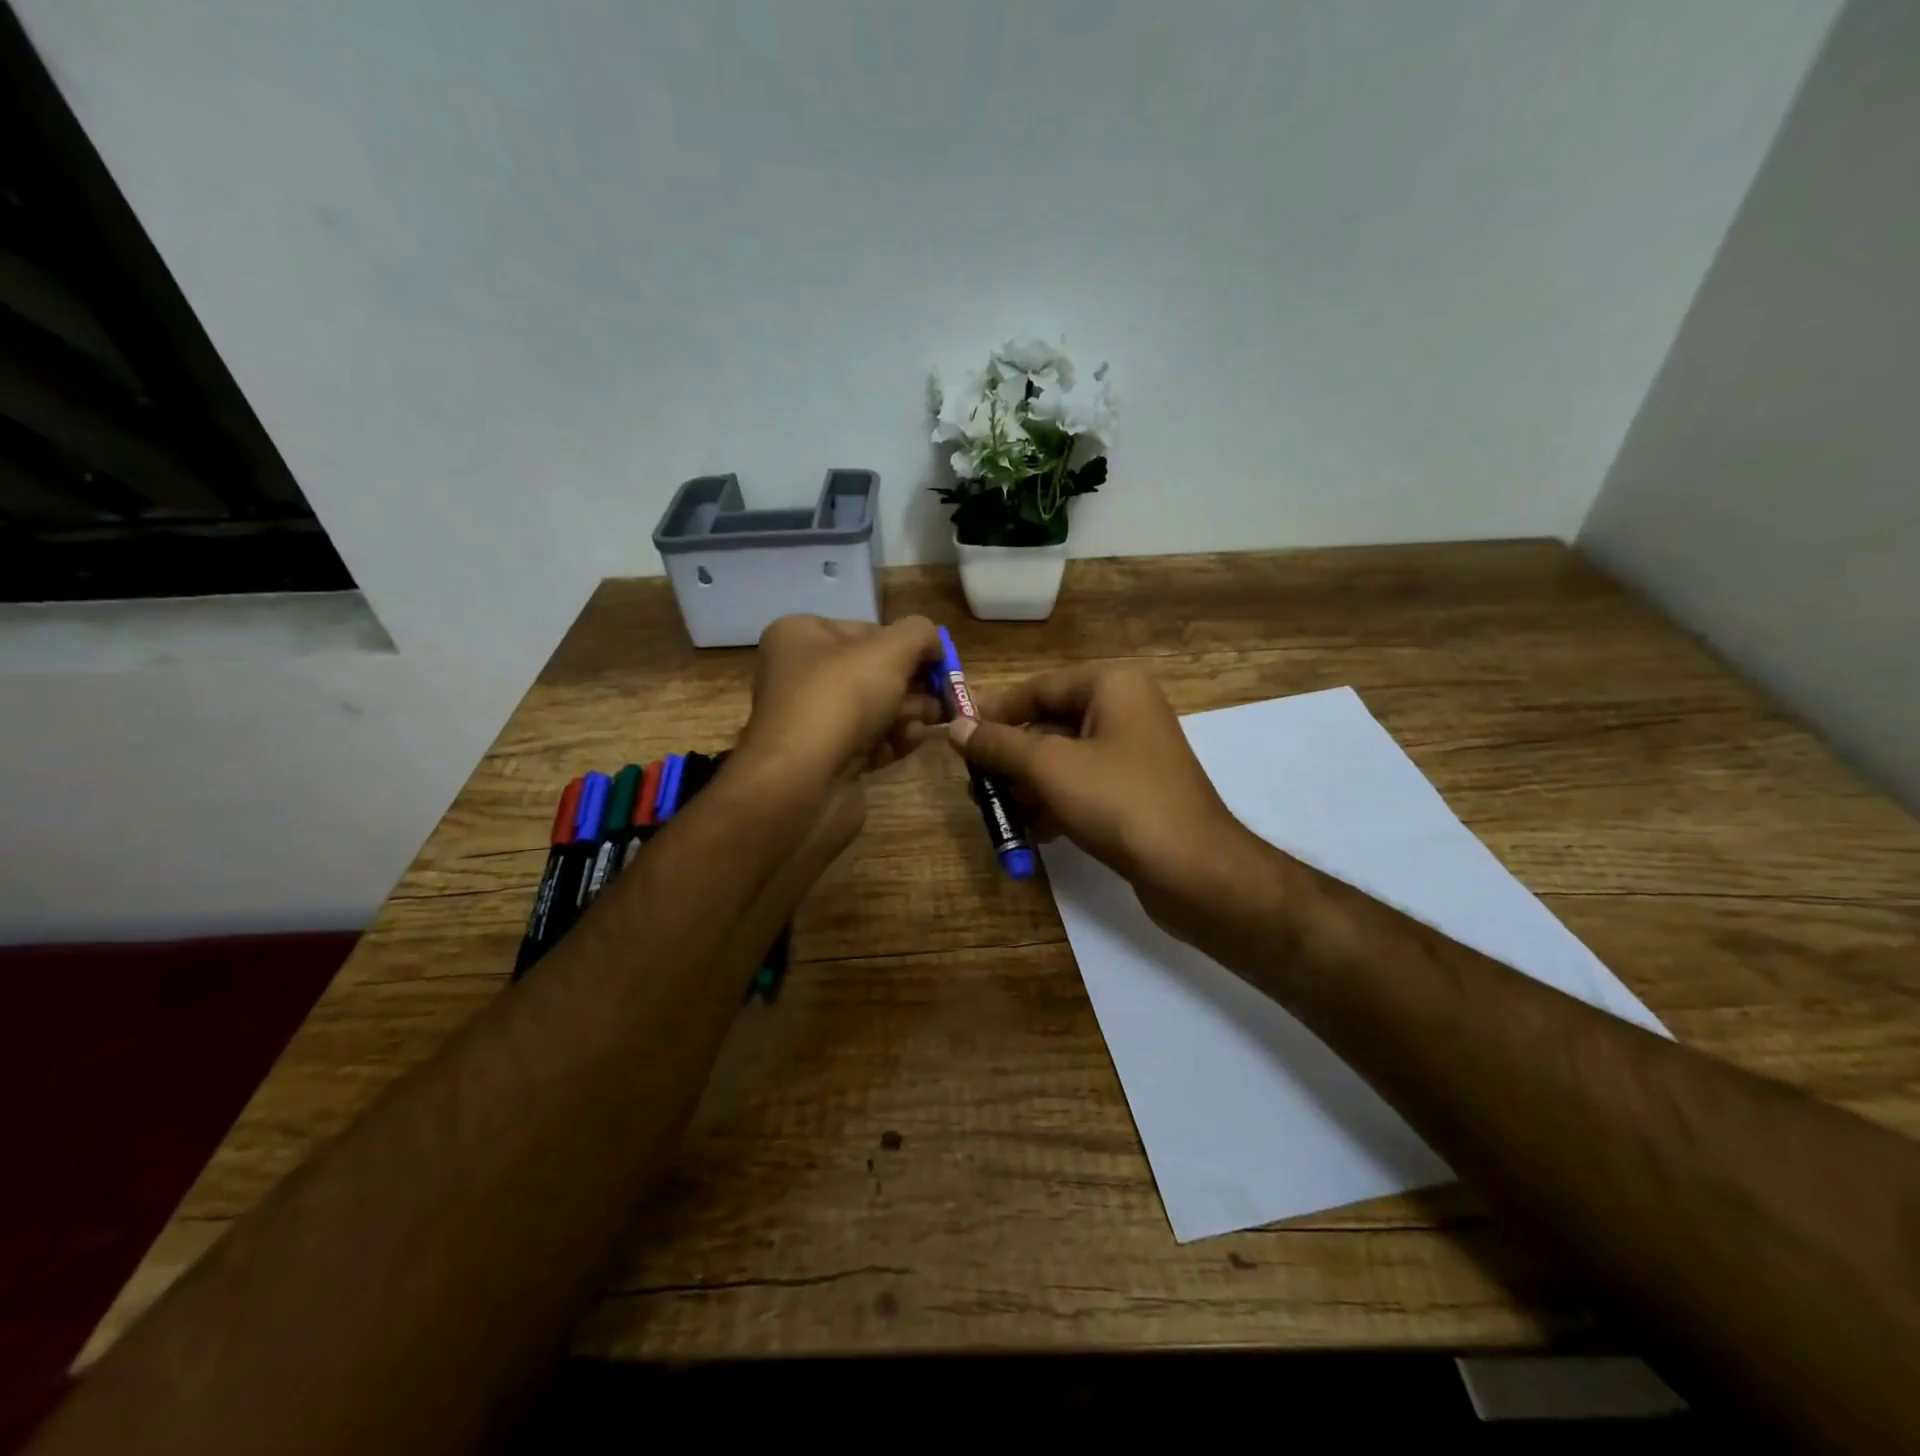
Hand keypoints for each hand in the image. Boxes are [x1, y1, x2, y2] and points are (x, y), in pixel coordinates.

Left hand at [736, 614, 944, 788]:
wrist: (802, 783)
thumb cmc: (842, 698)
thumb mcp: (890, 650)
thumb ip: (920, 635)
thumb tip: (935, 643)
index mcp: (801, 637)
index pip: (867, 631)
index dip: (908, 644)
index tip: (941, 662)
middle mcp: (800, 675)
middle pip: (873, 672)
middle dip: (914, 683)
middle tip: (946, 695)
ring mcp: (812, 721)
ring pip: (875, 709)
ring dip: (910, 712)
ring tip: (935, 720)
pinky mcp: (826, 759)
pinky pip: (869, 742)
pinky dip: (894, 741)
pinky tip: (911, 742)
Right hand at [948, 666, 1250, 932]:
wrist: (1193, 869)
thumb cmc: (1118, 801)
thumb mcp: (1048, 767)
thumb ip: (999, 744)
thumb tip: (955, 727)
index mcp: (1111, 685)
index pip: (1038, 687)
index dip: (995, 712)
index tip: (959, 737)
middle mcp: (1126, 709)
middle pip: (1050, 724)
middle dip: (1011, 758)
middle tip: (975, 785)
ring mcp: (1134, 752)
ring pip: (1064, 759)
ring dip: (1028, 785)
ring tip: (997, 812)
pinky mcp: (1137, 790)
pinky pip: (1084, 785)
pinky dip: (1056, 803)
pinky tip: (1033, 831)